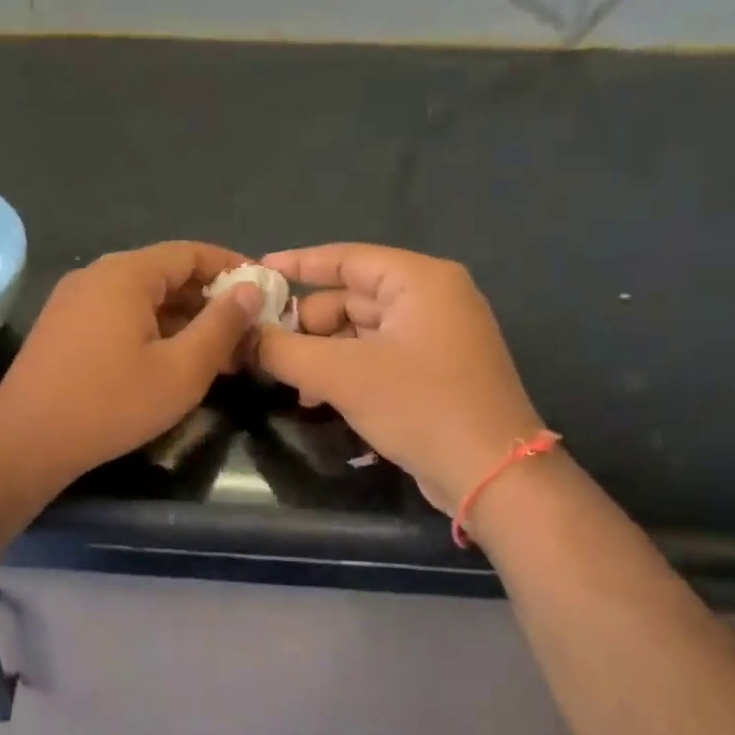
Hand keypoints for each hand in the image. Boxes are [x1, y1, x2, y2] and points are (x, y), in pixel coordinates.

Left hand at [0, 242, 260, 491]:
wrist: (25, 441)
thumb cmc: (111, 404)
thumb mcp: (181, 370)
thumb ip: (221, 326)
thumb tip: (251, 289)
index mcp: (125, 274)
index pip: (190, 253)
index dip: (232, 268)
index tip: (264, 291)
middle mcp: (95, 275)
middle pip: (165, 274)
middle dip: (208, 301)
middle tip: (243, 333)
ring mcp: (72, 300)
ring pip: (140, 298)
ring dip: (180, 319)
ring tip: (213, 354)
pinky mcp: (60, 327)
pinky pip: (116, 315)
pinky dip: (149, 329)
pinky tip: (167, 361)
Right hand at [252, 244, 543, 514]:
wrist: (493, 476)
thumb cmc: (420, 407)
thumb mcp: (341, 375)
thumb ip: (284, 350)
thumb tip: (241, 336)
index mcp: (419, 281)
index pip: (346, 257)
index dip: (296, 264)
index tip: (255, 272)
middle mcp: (431, 299)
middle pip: (349, 297)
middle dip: (306, 324)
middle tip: (266, 350)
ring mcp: (436, 337)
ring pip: (359, 331)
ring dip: (321, 354)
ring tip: (292, 384)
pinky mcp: (434, 371)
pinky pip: (376, 356)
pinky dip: (345, 370)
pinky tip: (318, 399)